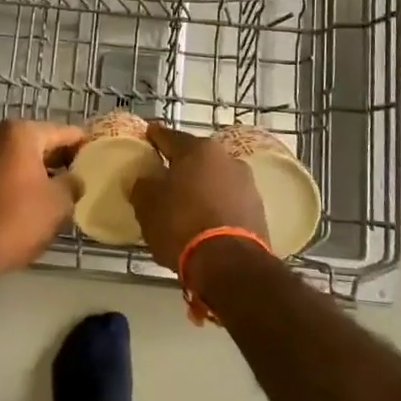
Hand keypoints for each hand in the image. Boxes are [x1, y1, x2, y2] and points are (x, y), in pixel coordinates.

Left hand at [0, 119, 84, 278]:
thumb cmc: (16, 220)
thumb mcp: (58, 203)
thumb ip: (72, 183)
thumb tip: (73, 179)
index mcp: (20, 132)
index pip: (62, 132)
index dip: (82, 143)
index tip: (96, 153)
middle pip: (35, 141)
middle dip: (56, 157)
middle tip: (78, 173)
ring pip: (14, 157)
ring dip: (33, 170)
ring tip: (55, 189)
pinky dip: (13, 180)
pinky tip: (25, 200)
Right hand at [128, 124, 271, 271]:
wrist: (231, 264)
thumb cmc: (182, 225)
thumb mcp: (147, 206)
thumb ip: (142, 185)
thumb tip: (145, 179)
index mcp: (197, 149)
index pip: (169, 136)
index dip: (154, 137)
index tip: (147, 136)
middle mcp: (226, 158)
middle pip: (196, 157)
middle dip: (181, 164)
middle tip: (164, 175)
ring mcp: (246, 183)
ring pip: (215, 178)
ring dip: (201, 186)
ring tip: (185, 203)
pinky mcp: (258, 209)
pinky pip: (228, 200)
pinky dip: (216, 205)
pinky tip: (205, 220)